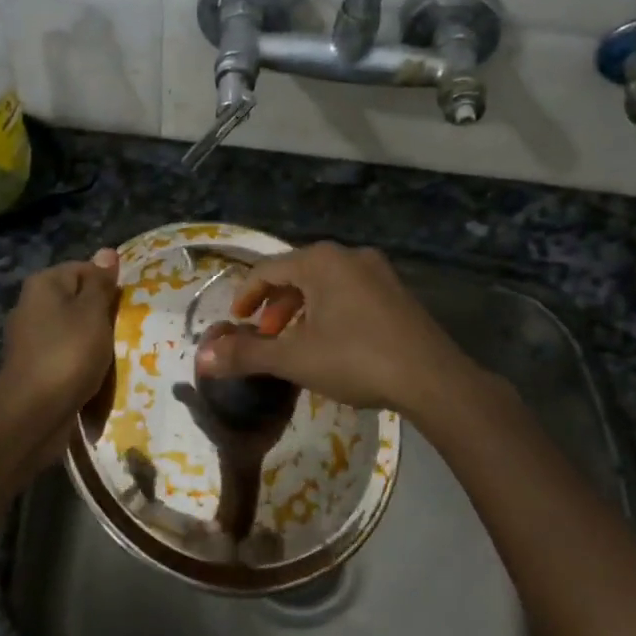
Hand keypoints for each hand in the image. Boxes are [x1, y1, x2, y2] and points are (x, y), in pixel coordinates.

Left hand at [0, 249, 119, 428]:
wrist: (34, 413)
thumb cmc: (68, 353)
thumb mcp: (93, 312)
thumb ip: (101, 283)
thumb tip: (107, 251)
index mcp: (43, 284)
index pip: (85, 270)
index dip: (108, 286)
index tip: (126, 307)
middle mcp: (31, 305)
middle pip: (78, 301)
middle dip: (103, 316)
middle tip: (125, 331)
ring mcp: (30, 338)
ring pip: (74, 330)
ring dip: (94, 342)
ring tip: (113, 356)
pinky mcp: (34, 366)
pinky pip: (66, 356)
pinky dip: (81, 363)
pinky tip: (95, 376)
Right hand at [193, 243, 473, 414]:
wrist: (432, 378)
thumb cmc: (356, 360)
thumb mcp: (295, 358)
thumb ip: (247, 354)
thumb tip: (203, 357)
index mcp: (320, 262)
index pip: (268, 269)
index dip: (245, 295)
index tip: (236, 321)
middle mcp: (349, 256)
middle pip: (297, 273)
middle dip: (275, 304)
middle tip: (265, 334)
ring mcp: (378, 272)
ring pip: (325, 284)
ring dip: (302, 309)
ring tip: (294, 341)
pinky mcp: (397, 292)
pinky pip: (350, 292)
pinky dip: (329, 310)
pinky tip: (331, 342)